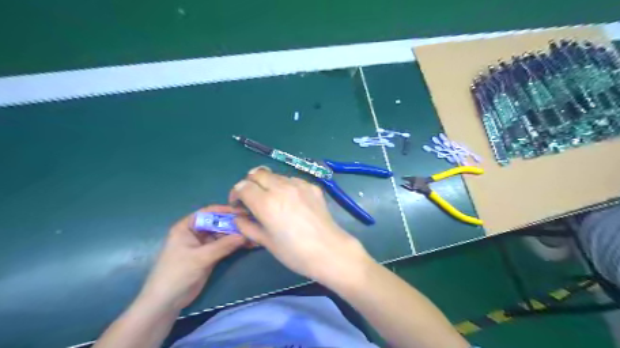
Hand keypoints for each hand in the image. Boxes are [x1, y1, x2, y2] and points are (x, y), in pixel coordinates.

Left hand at [138, 204, 248, 309]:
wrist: (166, 302)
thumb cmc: (177, 274)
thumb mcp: (200, 258)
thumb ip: (223, 245)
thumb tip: (246, 234)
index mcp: (187, 227)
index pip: (208, 212)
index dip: (225, 210)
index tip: (242, 212)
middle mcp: (196, 232)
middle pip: (218, 223)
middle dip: (234, 224)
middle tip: (252, 223)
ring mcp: (204, 244)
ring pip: (223, 235)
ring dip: (237, 235)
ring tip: (254, 234)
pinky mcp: (210, 255)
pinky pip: (225, 246)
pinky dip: (236, 245)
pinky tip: (249, 244)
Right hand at [228, 166, 369, 284]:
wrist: (329, 250)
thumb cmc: (294, 252)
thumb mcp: (266, 242)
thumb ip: (247, 226)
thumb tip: (239, 217)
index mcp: (266, 202)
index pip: (243, 186)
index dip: (236, 193)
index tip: (239, 204)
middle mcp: (281, 187)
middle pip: (258, 173)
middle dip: (250, 183)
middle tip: (253, 198)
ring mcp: (299, 184)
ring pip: (276, 175)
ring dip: (268, 184)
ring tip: (273, 200)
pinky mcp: (312, 186)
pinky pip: (293, 180)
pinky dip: (286, 186)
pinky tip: (292, 201)